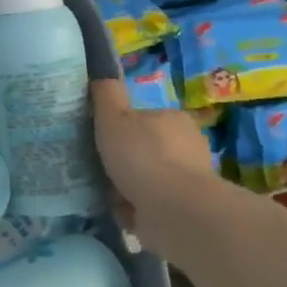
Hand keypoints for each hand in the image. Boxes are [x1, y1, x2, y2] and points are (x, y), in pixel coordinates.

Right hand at [91, 79, 215, 244]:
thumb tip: (100, 74)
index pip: (142, 119)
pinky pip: (150, 205)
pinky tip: (120, 212)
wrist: (174, 210)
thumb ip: (106, 95)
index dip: (118, 129)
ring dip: (126, 187)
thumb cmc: (143, 157)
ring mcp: (188, 179)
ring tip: (104, 195)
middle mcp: (187, 146)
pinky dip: (135, 209)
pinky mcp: (184, 208)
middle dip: (123, 161)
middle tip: (98, 170)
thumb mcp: (114, 117)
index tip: (101, 142)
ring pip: (147, 179)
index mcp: (174, 119)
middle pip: (144, 150)